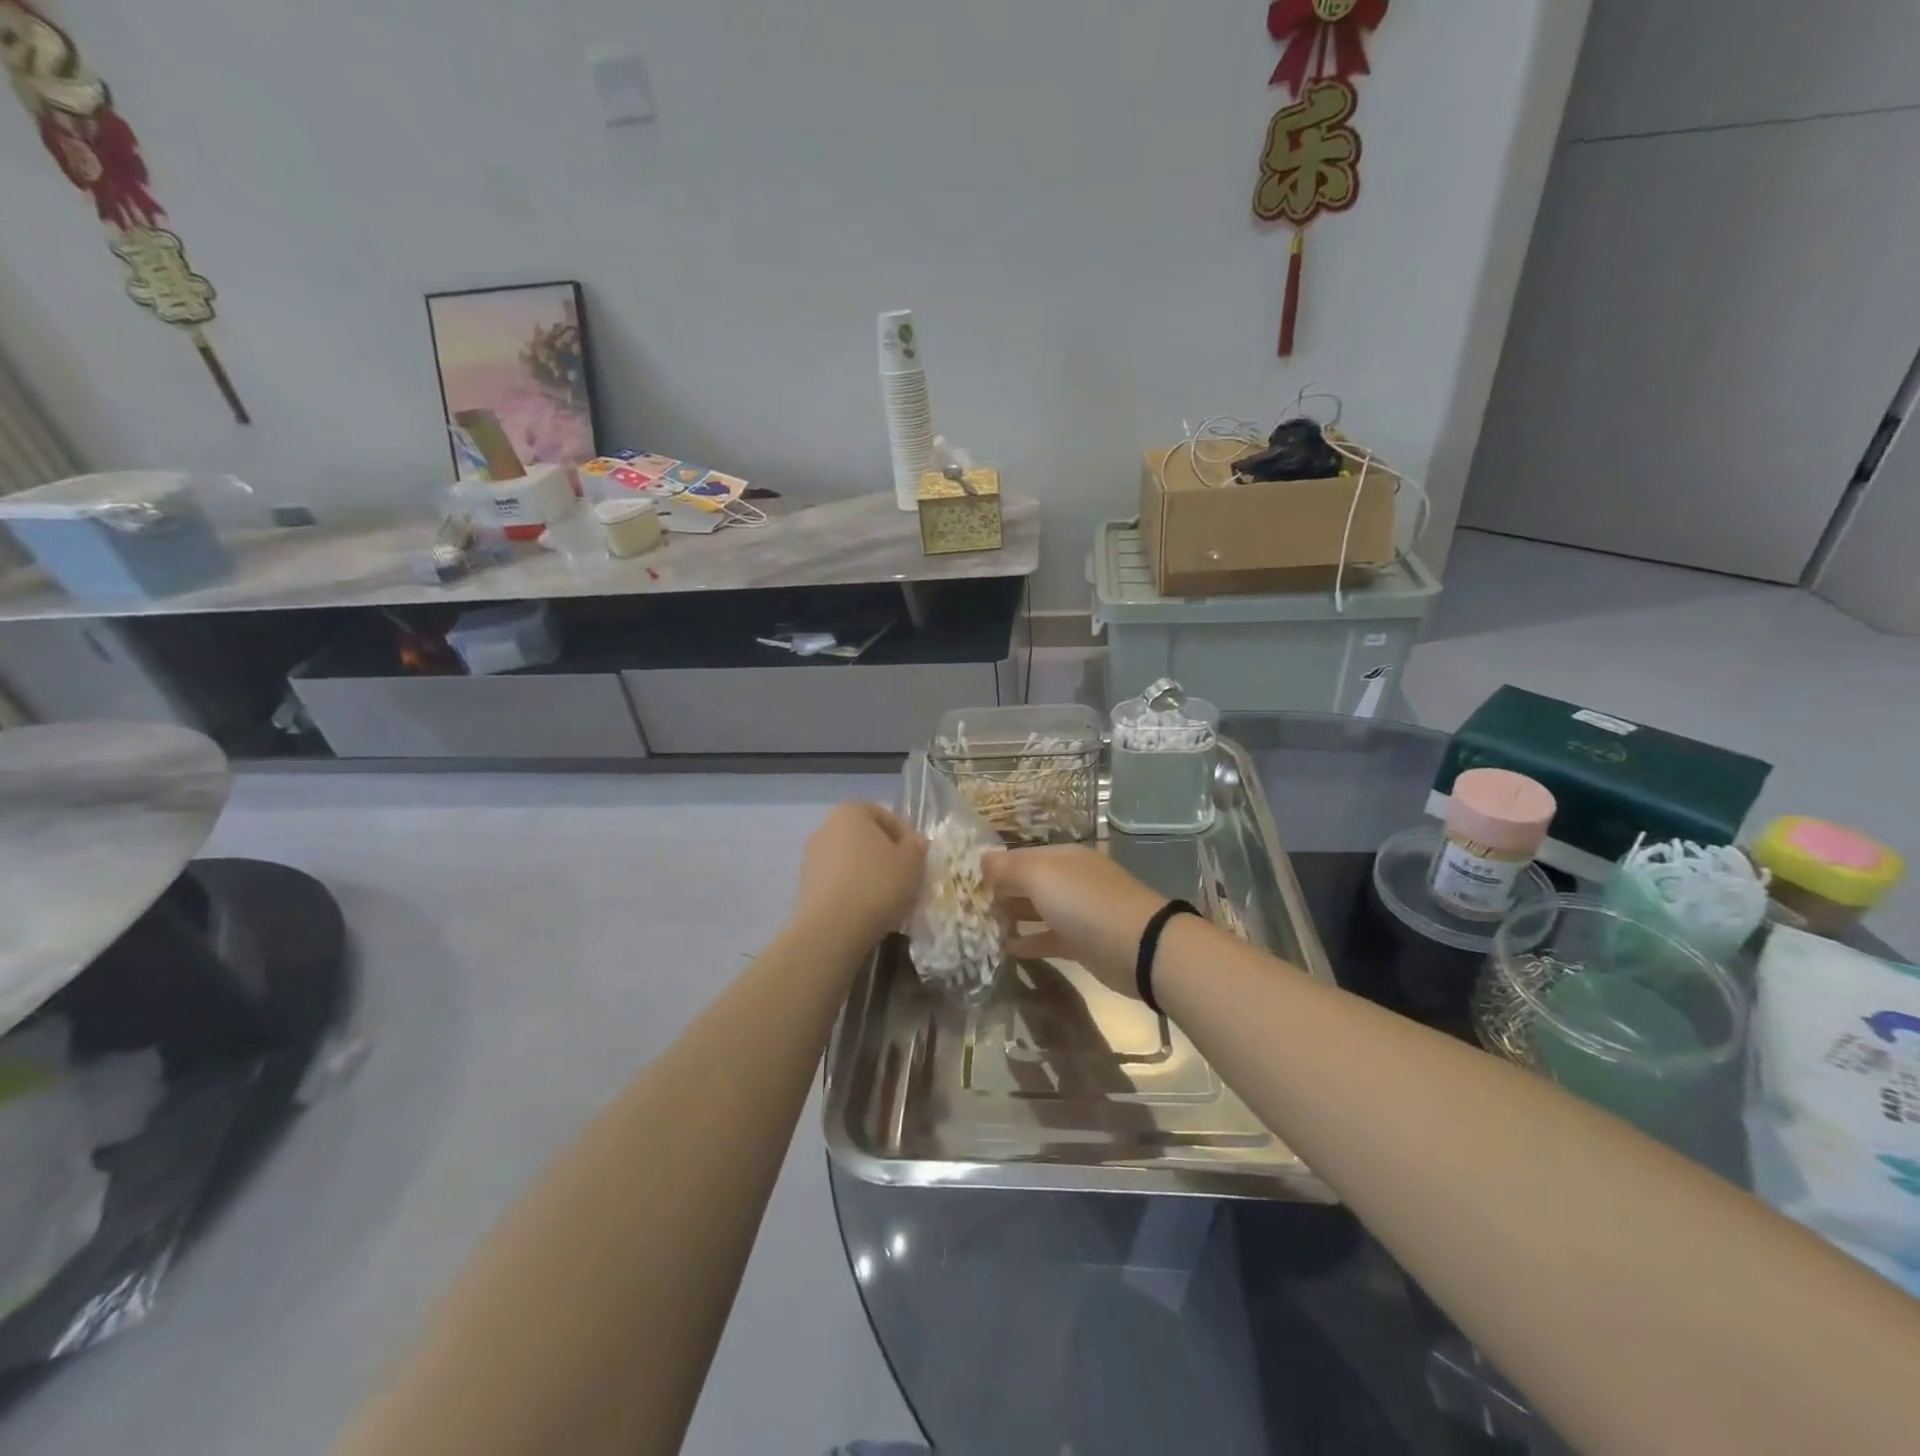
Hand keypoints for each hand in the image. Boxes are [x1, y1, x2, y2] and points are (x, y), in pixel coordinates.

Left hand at [795, 802, 925, 946]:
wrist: (832, 929)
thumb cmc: (877, 885)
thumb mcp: (912, 862)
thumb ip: (916, 846)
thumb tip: (912, 844)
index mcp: (850, 812)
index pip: (884, 815)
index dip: (906, 834)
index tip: (919, 856)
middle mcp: (825, 828)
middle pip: (865, 837)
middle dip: (886, 853)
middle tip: (906, 875)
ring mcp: (811, 857)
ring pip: (850, 860)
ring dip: (869, 873)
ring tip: (888, 896)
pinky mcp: (805, 886)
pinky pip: (837, 881)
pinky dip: (853, 889)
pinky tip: (867, 909)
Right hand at [981, 846, 1168, 997]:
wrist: (1140, 947)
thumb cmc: (1086, 904)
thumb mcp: (1041, 877)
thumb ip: (1009, 868)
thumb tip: (981, 860)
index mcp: (1062, 857)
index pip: (1019, 856)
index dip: (993, 867)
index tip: (963, 883)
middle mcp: (1070, 879)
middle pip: (1028, 882)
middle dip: (1000, 892)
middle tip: (968, 908)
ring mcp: (1078, 912)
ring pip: (1037, 910)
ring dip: (1012, 917)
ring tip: (982, 927)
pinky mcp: (1082, 943)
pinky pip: (1048, 938)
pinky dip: (1029, 941)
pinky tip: (1006, 949)